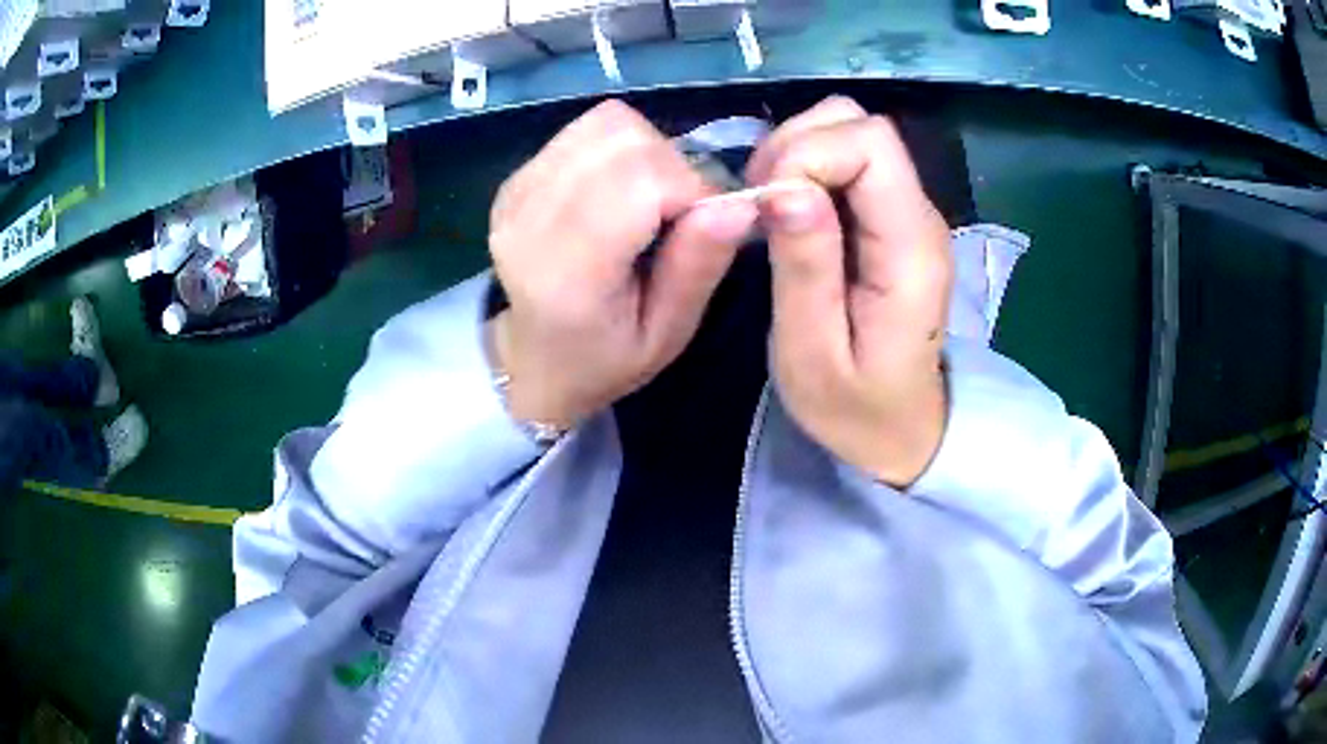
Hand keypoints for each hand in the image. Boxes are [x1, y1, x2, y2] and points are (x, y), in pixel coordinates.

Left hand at [488, 99, 757, 429]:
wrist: (532, 360)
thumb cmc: (605, 358)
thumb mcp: (668, 333)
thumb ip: (699, 266)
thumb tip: (740, 202)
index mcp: (567, 272)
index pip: (642, 181)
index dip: (691, 190)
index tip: (702, 226)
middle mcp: (530, 218)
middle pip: (625, 140)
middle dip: (672, 166)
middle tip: (674, 214)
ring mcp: (517, 190)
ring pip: (607, 123)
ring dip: (646, 152)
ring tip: (646, 201)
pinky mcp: (516, 176)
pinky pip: (586, 130)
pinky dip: (618, 149)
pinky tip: (615, 191)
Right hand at [746, 96, 953, 486]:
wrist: (904, 430)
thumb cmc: (856, 407)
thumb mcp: (812, 354)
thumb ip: (805, 269)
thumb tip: (784, 187)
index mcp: (909, 248)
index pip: (871, 144)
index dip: (809, 154)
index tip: (768, 206)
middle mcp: (919, 215)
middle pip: (861, 123)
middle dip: (797, 146)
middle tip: (762, 205)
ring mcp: (909, 211)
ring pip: (852, 129)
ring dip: (799, 151)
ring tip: (772, 207)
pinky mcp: (892, 216)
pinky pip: (849, 158)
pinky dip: (807, 165)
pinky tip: (790, 211)